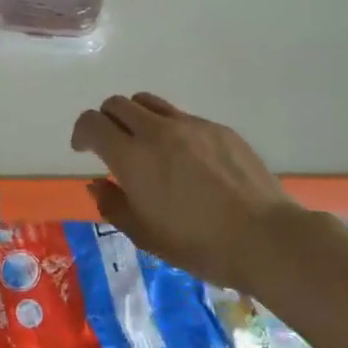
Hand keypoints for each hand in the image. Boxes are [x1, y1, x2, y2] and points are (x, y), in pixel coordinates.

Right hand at [71, 92, 299, 290]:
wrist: (265, 237)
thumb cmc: (199, 245)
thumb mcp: (145, 235)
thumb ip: (113, 205)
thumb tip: (97, 184)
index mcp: (132, 157)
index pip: (92, 123)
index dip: (81, 132)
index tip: (83, 150)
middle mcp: (157, 131)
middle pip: (118, 104)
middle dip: (106, 120)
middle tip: (112, 146)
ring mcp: (191, 125)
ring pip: (149, 103)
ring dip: (136, 117)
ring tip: (146, 145)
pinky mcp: (218, 128)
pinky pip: (182, 117)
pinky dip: (170, 129)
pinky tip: (187, 160)